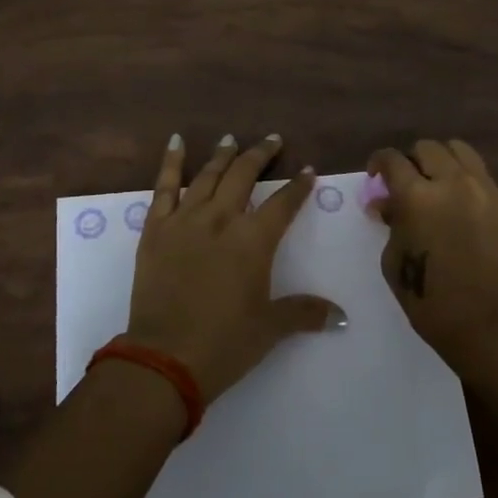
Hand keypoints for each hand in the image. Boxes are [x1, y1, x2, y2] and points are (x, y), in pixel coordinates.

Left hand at [126, 134, 340, 405]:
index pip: (283, 203)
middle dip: (261, 155)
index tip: (308, 171)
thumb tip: (341, 316)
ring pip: (208, 175)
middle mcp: (221, 219)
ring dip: (223, 155)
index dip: (298, 186)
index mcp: (253, 241)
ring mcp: (185, 220)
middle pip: (244, 175)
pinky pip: (164, 187)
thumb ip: (304, 313)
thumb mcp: (269, 328)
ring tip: (231, 139)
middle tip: (272, 140)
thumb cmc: (224, 343)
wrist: (164, 358)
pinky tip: (176, 142)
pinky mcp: (155, 229)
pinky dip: (171, 162)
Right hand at [368, 139, 497, 371]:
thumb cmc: (431, 300)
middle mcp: (451, 182)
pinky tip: (460, 204)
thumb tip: (386, 204)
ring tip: (437, 182)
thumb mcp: (395, 261)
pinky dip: (465, 179)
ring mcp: (483, 189)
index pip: (392, 159)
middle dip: (411, 160)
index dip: (379, 162)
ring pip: (459, 150)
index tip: (376, 175)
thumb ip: (391, 224)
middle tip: (407, 182)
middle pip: (427, 148)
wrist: (490, 323)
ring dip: (442, 160)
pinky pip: (480, 175)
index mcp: (416, 196)